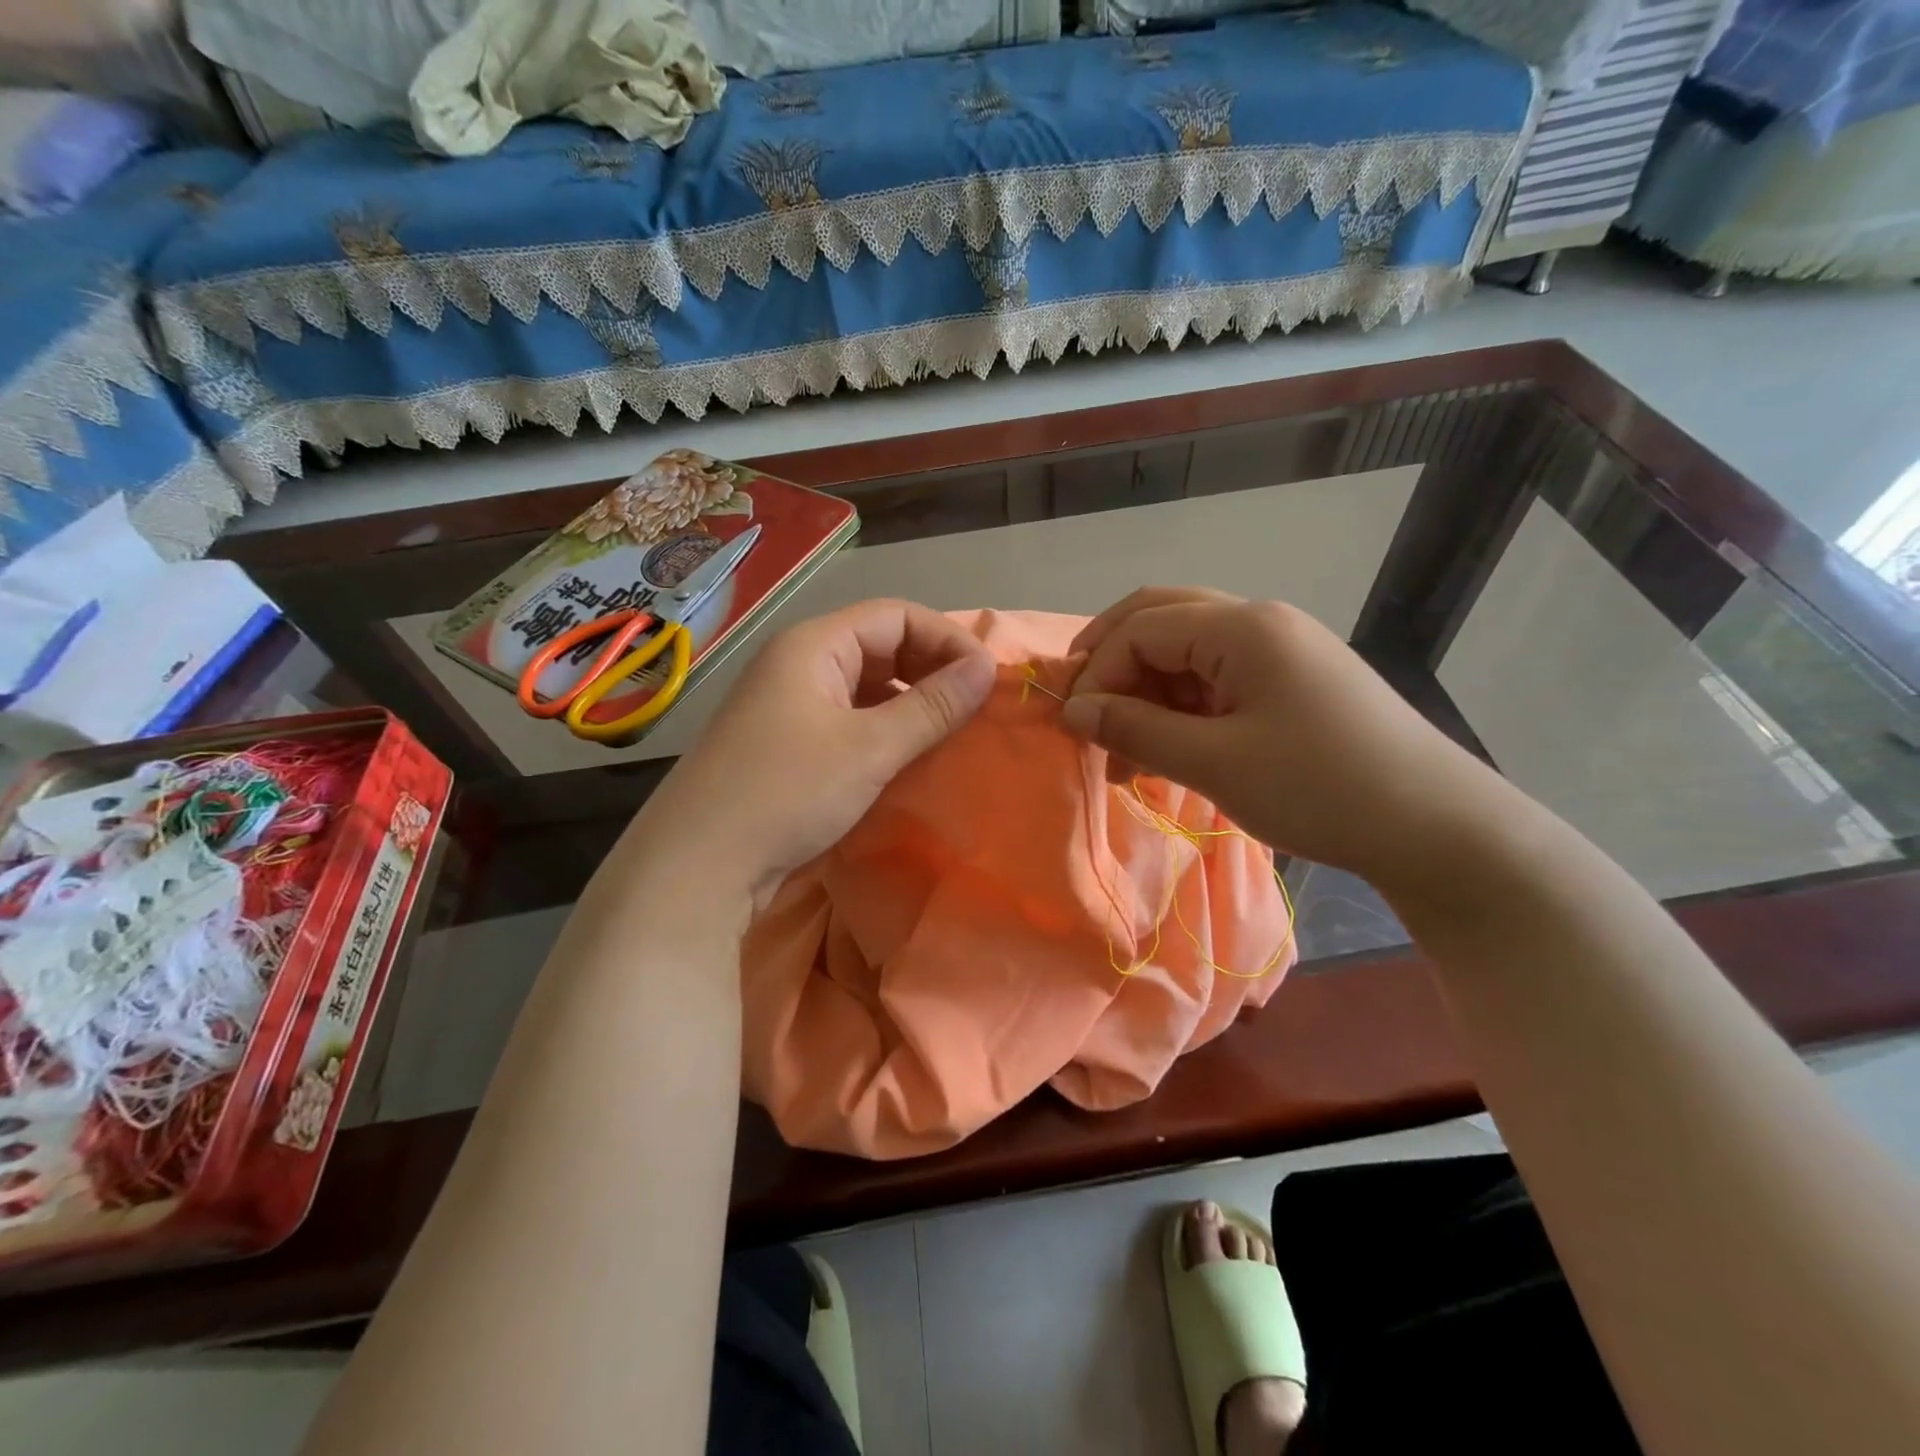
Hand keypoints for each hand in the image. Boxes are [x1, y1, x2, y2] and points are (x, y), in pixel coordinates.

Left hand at [643, 598, 995, 905]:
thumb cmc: (787, 792)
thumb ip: (932, 706)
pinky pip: (847, 720)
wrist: (697, 866)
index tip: (987, 680)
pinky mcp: (786, 744)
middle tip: (973, 709)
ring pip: (865, 687)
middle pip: (880, 646)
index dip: (947, 639)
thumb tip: (987, 667)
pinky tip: (906, 759)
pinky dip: (883, 731)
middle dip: (931, 670)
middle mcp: (798, 664)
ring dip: (909, 703)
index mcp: (813, 645)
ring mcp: (788, 706)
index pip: (896, 616)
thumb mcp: (870, 748)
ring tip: (949, 734)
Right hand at [1062, 587, 1513, 894]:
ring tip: (1122, 752)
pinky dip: (1180, 709)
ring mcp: (1281, 652)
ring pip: (1188, 652)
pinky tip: (1166, 751)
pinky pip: (1217, 681)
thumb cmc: (1321, 788)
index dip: (1098, 674)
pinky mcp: (1293, 684)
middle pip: (1163, 619)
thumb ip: (1137, 730)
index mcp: (1243, 628)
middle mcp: (1260, 623)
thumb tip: (1074, 712)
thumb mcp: (1216, 763)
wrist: (1437, 828)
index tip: (1074, 728)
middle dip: (1113, 662)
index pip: (1142, 629)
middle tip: (1081, 708)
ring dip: (1146, 692)